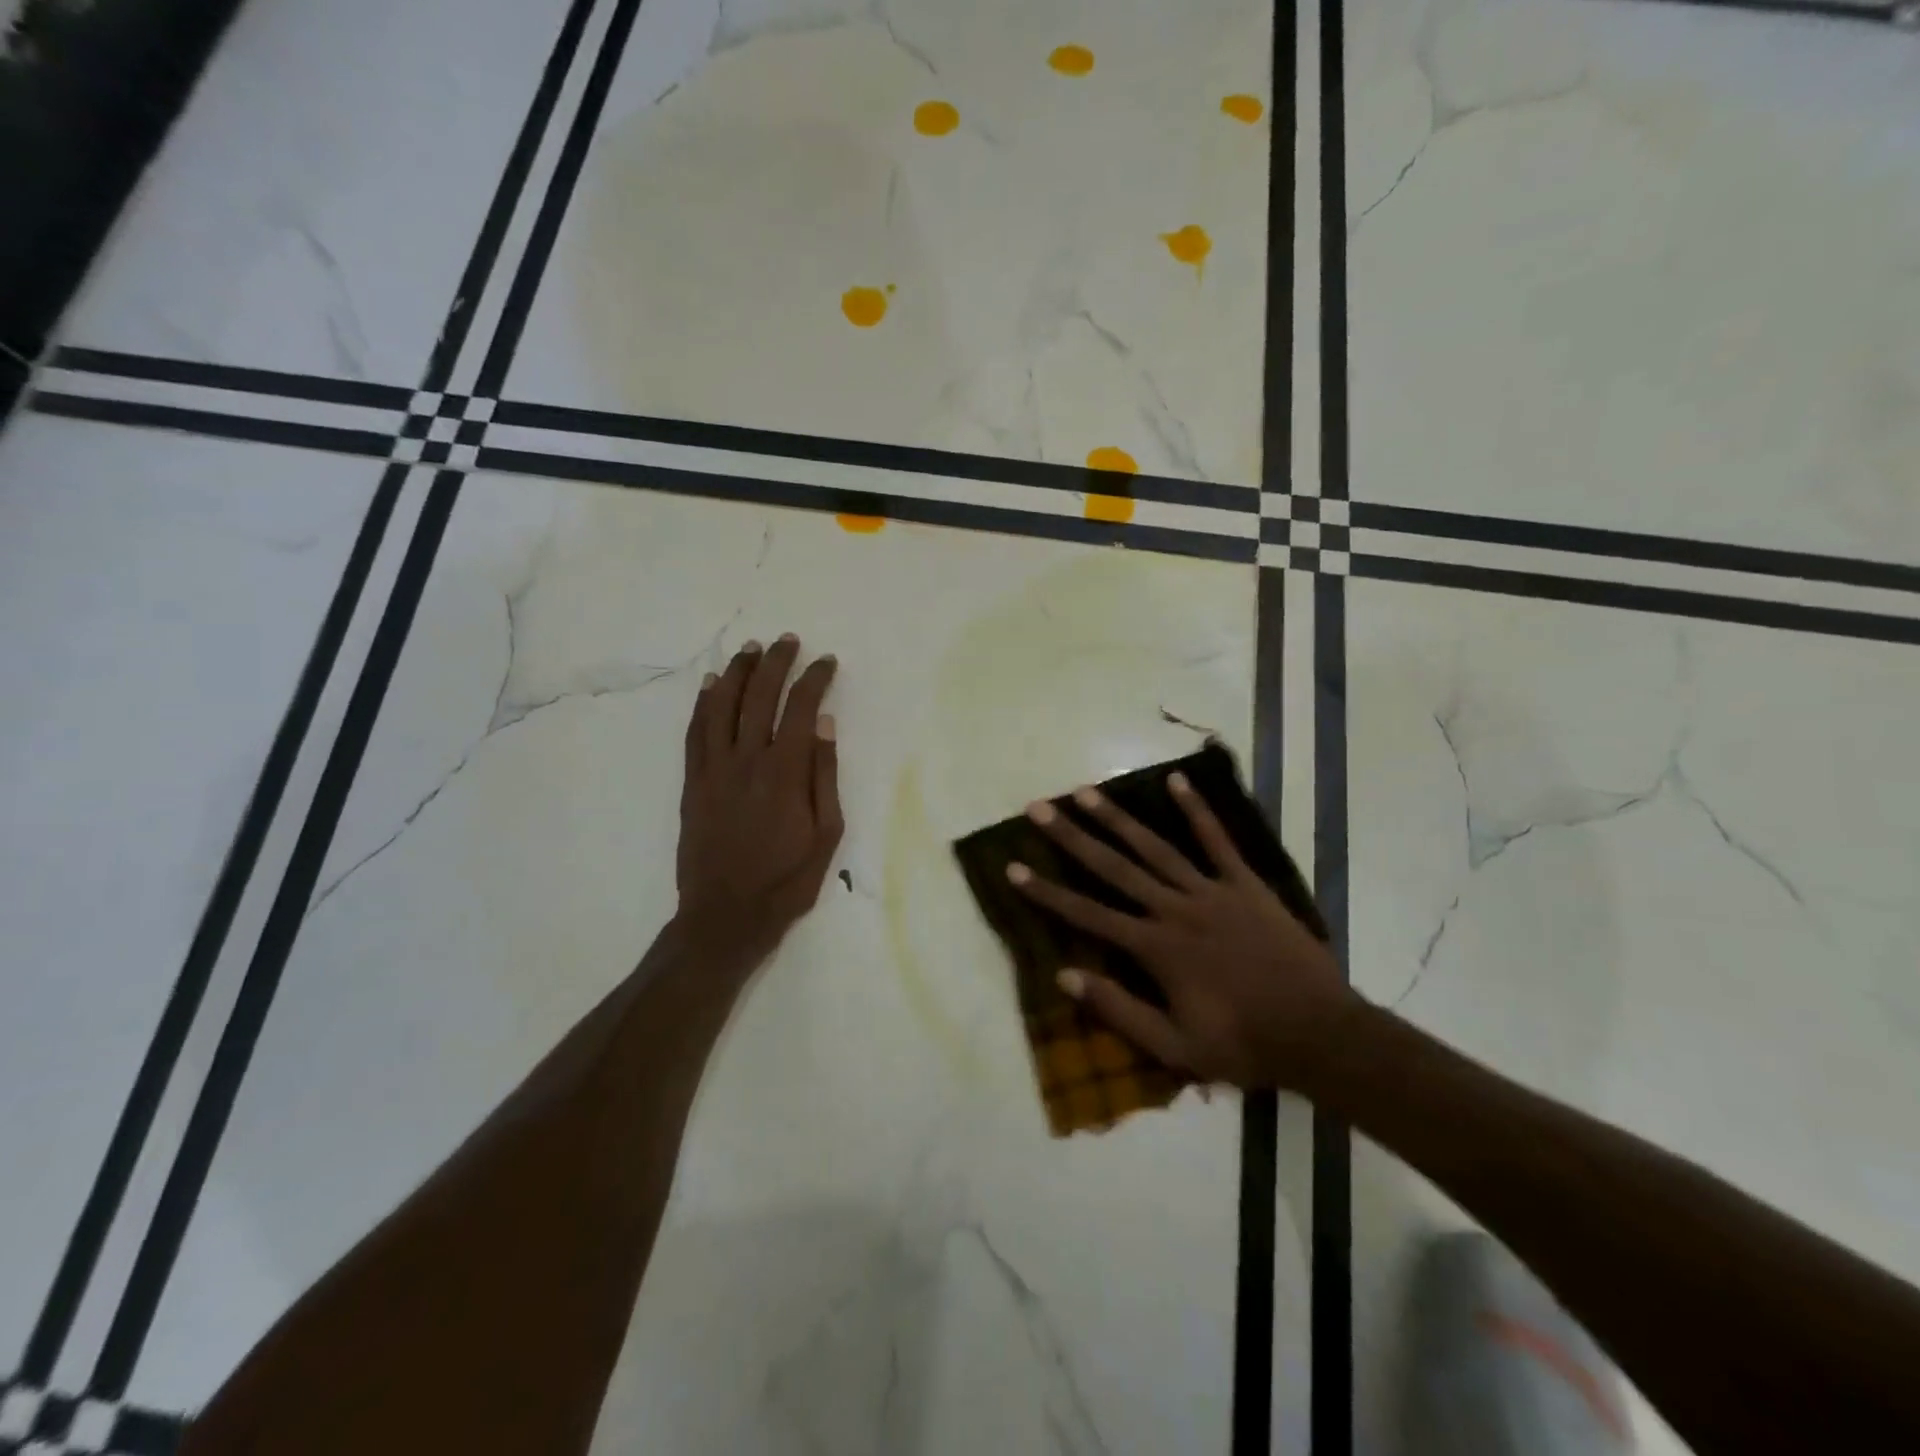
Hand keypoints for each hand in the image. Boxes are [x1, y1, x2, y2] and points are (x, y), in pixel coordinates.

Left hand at [677, 634, 842, 958]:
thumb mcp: (827, 835)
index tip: (826, 662)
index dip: (814, 679)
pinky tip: (710, 684)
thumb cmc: (786, 880)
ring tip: (751, 649)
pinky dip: (702, 703)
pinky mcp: (692, 782)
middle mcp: (747, 760)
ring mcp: (714, 769)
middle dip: (776, 663)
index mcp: (786, 772)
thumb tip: (826, 725)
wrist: (726, 916)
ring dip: (737, 672)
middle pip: (759, 697)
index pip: (801, 709)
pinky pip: (695, 732)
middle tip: (788, 640)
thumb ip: (825, 776)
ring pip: (722, 706)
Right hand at [1007, 773, 1357, 1090]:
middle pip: (1113, 867)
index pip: (1088, 914)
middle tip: (1039, 808)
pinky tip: (1177, 781)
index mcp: (1156, 948)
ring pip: (1155, 847)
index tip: (1013, 867)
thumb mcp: (1174, 1047)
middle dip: (1071, 837)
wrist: (1319, 1034)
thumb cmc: (1242, 1044)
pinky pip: (1218, 841)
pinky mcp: (1246, 885)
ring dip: (1117, 818)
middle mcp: (1175, 909)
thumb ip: (1119, 1009)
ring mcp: (1212, 891)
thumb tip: (1065, 974)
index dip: (1047, 891)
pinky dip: (1197, 811)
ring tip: (1086, 792)